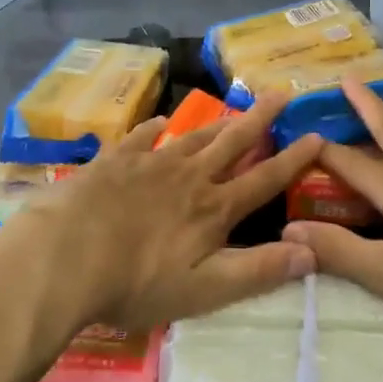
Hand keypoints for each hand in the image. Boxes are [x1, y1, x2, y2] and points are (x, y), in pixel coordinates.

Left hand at [0, 94, 323, 332]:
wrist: (64, 257)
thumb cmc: (136, 282)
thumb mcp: (204, 290)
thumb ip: (258, 271)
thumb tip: (311, 252)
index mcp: (213, 208)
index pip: (264, 179)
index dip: (293, 159)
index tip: (317, 134)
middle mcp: (189, 176)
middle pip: (232, 141)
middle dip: (260, 118)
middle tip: (281, 91)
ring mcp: (151, 164)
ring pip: (194, 135)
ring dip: (218, 121)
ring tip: (236, 108)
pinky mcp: (115, 161)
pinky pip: (142, 137)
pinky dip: (155, 128)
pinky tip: (160, 123)